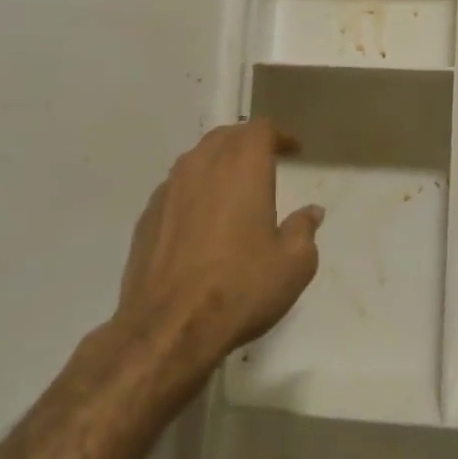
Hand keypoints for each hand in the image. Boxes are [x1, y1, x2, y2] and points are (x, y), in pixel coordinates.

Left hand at [110, 118, 323, 374]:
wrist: (167, 329)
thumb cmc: (240, 287)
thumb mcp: (294, 264)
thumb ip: (304, 230)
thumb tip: (311, 213)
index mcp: (243, 165)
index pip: (261, 128)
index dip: (280, 136)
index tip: (294, 151)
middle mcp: (203, 165)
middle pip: (226, 136)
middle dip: (247, 143)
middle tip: (265, 162)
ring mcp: (169, 190)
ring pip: (197, 160)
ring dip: (218, 164)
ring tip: (232, 189)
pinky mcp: (146, 217)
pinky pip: (176, 189)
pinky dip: (193, 192)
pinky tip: (201, 221)